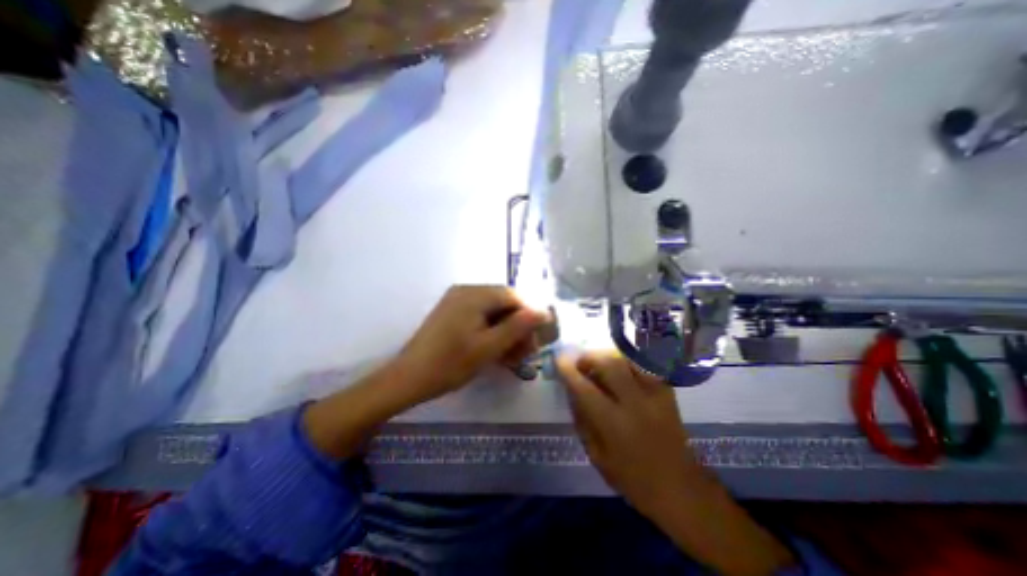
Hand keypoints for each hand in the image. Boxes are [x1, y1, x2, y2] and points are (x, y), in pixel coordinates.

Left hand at [302, 288, 548, 462]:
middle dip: (517, 327)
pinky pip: (480, 317)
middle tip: (525, 352)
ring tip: (512, 357)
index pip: (513, 296)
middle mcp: (466, 291)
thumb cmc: (451, 363)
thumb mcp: (489, 347)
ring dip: (505, 332)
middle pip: (503, 304)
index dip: (529, 316)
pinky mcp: (452, 313)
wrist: (409, 378)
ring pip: (493, 312)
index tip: (535, 339)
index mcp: (474, 294)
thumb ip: (518, 327)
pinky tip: (496, 351)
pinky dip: (491, 332)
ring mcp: (457, 301)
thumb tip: (543, 312)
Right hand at [562, 350, 792, 575]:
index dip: (569, 370)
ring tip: (599, 363)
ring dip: (608, 356)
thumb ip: (582, 420)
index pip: (585, 388)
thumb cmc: (632, 478)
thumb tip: (572, 390)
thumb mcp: (597, 455)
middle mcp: (635, 404)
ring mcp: (655, 395)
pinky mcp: (667, 392)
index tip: (559, 360)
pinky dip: (627, 361)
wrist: (680, 488)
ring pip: (628, 359)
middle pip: (609, 364)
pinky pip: (643, 365)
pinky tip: (620, 368)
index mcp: (614, 425)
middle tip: (581, 362)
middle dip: (590, 357)